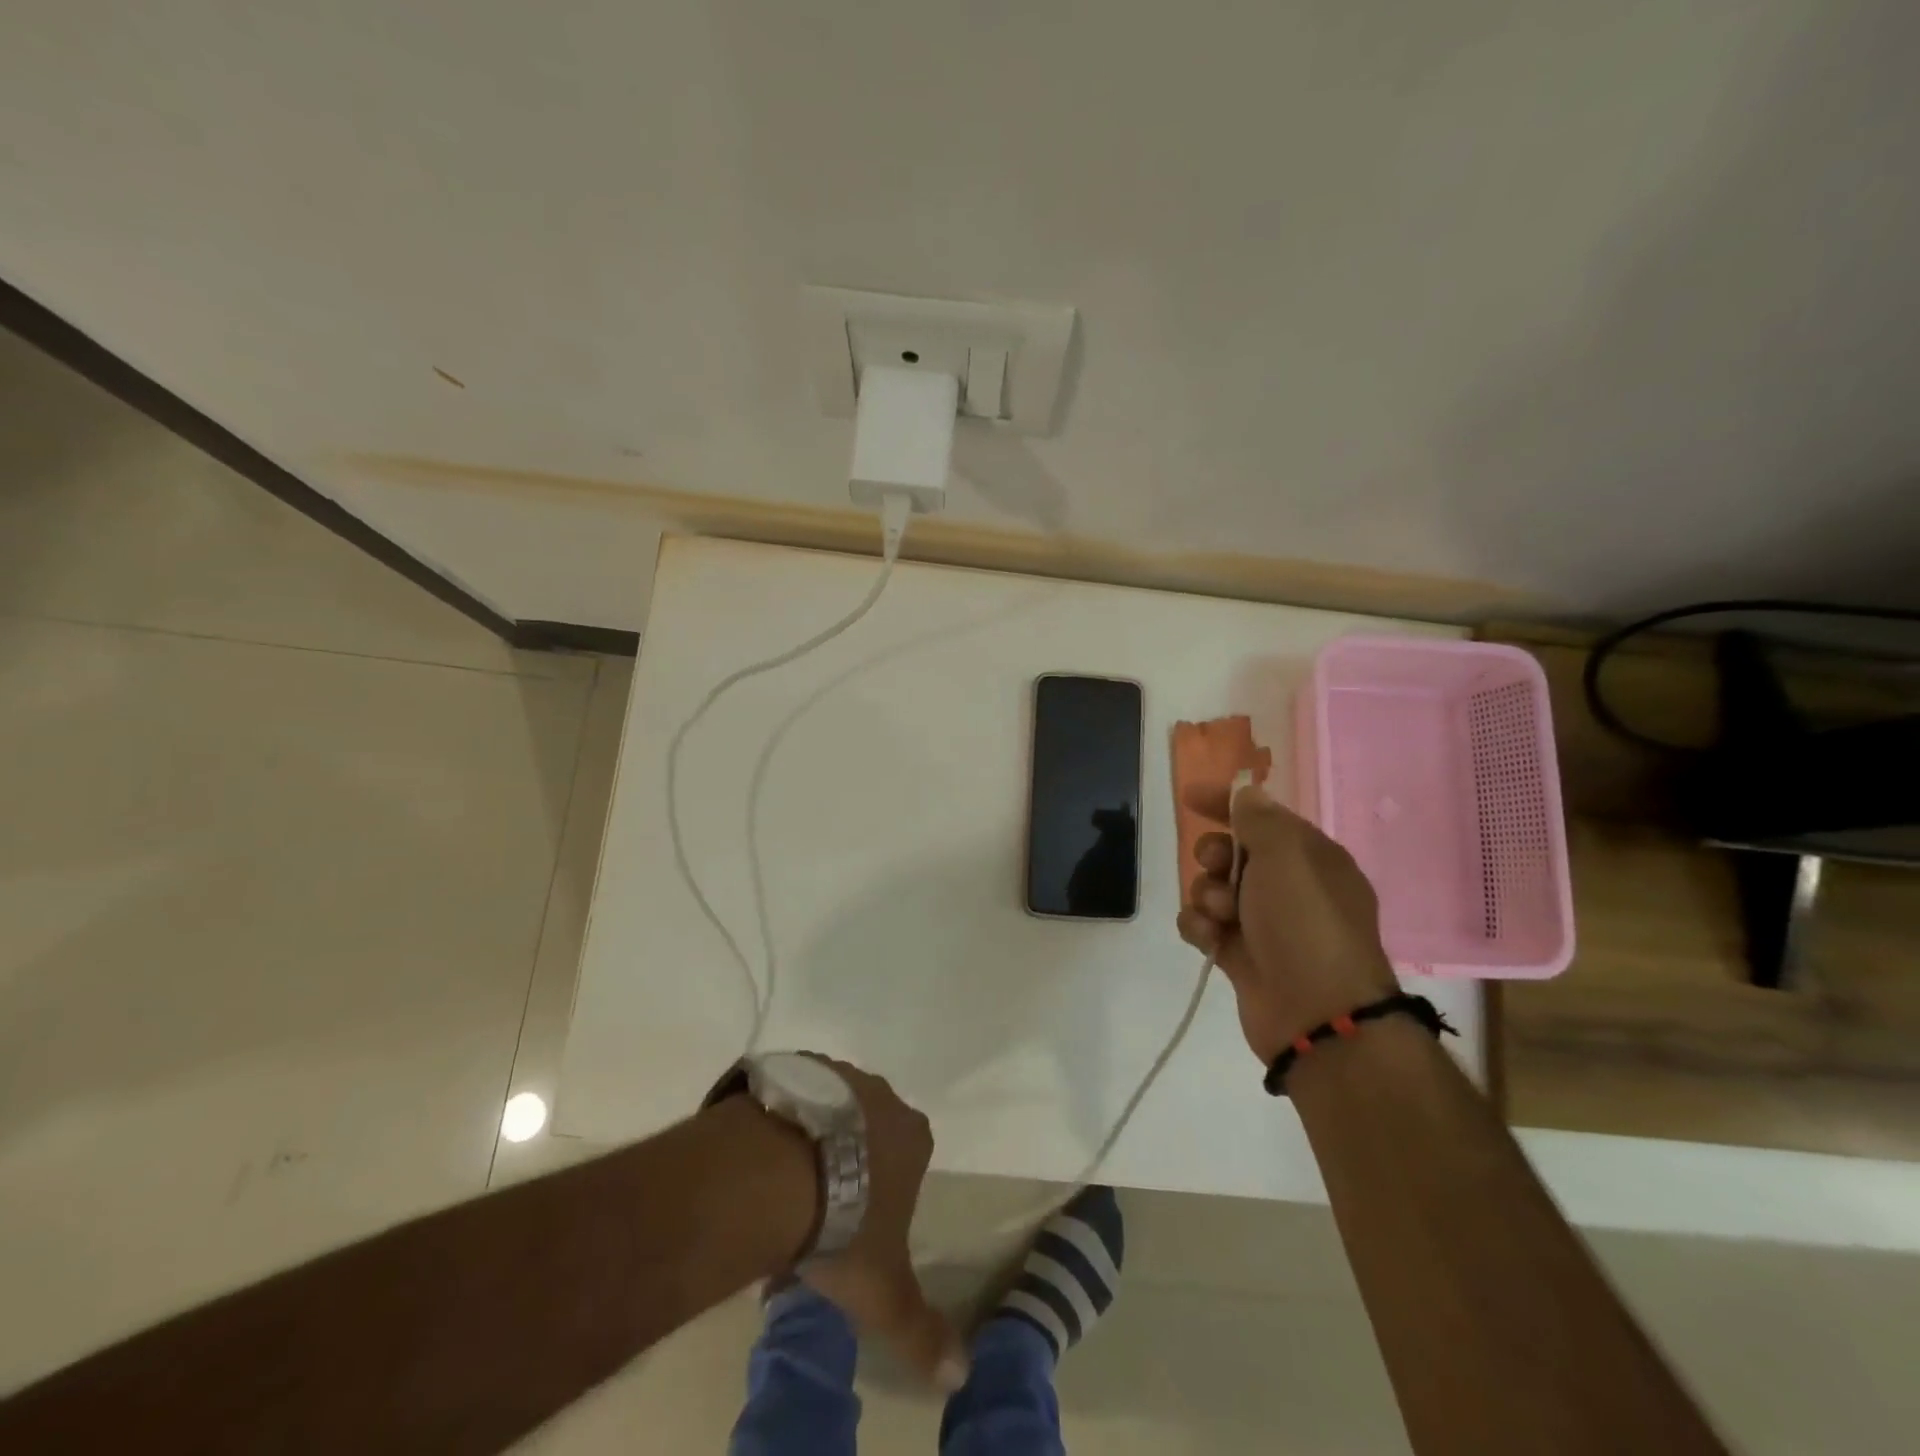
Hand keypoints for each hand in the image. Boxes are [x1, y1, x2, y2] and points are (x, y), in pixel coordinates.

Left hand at [794, 1058, 967, 1391]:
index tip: (860, 1222)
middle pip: (870, 1128)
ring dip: (816, 1137)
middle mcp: (881, 1094)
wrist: (775, 1174)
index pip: (910, 1158)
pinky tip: (760, 1156)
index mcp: (913, 1137)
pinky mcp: (794, 1066)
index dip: (887, 1190)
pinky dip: (784, 1118)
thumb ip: (921, 1330)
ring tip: (780, 1186)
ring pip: (832, 1108)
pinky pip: (794, 1093)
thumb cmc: (841, 1226)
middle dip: (851, 1160)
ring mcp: (837, 1074)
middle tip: (819, 1206)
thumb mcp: (882, 1292)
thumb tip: (961, 1372)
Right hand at [1176, 784, 1397, 1063]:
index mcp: (1311, 859)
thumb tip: (1247, 795)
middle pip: (1232, 853)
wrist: (1317, 1014)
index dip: (1227, 803)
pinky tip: (1210, 939)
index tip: (1190, 797)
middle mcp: (1289, 888)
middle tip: (1216, 865)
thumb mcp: (1286, 856)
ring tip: (1221, 916)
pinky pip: (1205, 926)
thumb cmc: (1305, 923)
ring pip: (1213, 890)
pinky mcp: (1240, 956)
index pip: (1264, 817)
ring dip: (1207, 895)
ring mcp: (1264, 924)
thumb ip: (1259, 820)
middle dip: (1214, 854)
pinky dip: (1201, 928)